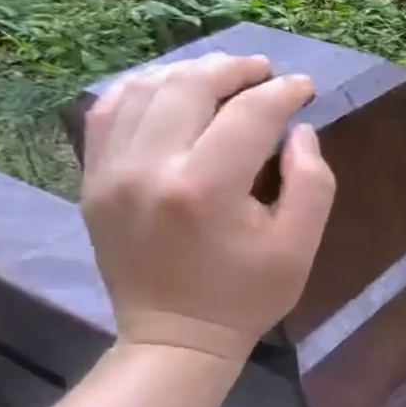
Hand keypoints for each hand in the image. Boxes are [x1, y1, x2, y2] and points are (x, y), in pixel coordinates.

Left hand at [81, 53, 335, 361]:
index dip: (283, 93)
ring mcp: (111, 171)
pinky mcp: (93, 179)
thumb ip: (312, 181)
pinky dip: (142, 90)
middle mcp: (150, 167)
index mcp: (206, 187)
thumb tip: (298, 130)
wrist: (175, 336)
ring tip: (221, 75)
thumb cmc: (248, 294)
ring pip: (144, 89)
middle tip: (264, 71)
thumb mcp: (300, 245)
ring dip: (188, 73)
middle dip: (234, 70)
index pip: (250, 114)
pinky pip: (107, 111)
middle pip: (190, 86)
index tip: (305, 87)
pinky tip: (170, 91)